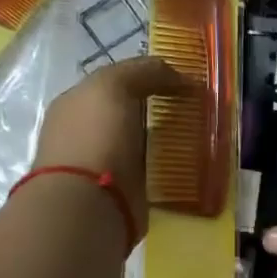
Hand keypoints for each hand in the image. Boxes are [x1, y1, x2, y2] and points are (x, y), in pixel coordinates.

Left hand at [31, 56, 189, 242]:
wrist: (89, 205)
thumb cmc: (96, 138)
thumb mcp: (114, 87)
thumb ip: (143, 72)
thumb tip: (179, 75)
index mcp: (77, 104)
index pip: (117, 83)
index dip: (150, 78)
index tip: (184, 83)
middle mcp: (87, 133)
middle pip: (131, 113)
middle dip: (160, 110)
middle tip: (197, 110)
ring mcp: (104, 164)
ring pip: (144, 143)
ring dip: (167, 140)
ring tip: (199, 136)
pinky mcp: (124, 192)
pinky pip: (152, 172)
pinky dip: (168, 167)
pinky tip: (189, 164)